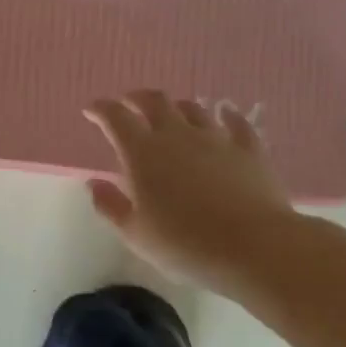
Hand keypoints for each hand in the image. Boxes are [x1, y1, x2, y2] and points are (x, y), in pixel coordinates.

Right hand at [84, 90, 295, 301]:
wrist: (254, 247)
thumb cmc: (185, 244)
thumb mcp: (135, 234)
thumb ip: (110, 205)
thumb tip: (94, 183)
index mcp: (142, 153)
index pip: (115, 118)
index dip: (101, 110)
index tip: (91, 111)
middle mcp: (176, 135)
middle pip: (154, 102)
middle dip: (136, 99)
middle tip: (128, 103)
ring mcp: (216, 138)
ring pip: (192, 109)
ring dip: (176, 106)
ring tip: (170, 112)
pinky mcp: (249, 149)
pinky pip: (236, 122)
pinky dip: (226, 114)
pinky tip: (225, 113)